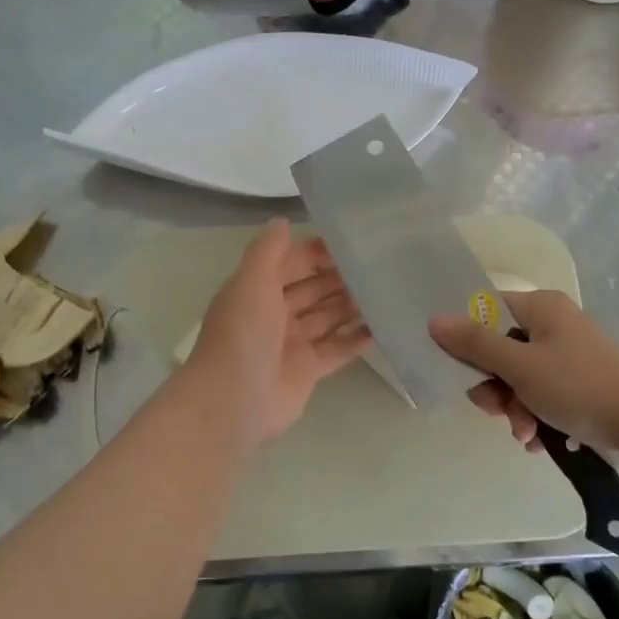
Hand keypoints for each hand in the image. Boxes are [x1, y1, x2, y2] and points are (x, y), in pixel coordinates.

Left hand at [185, 219, 369, 447]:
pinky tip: (381, 327)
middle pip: (311, 290)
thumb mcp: (251, 279)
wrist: (234, 398)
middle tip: (376, 266)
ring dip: (350, 306)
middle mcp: (274, 314)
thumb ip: (268, 249)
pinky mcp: (308, 371)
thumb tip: (282, 220)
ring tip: (383, 291)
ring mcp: (291, 344)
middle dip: (338, 278)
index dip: (316, 253)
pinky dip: (356, 340)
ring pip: (326, 318)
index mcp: (256, 290)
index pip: (290, 264)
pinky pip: (337, 350)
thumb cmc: (243, 332)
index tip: (351, 243)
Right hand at [429, 290, 618, 453]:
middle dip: (494, 386)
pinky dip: (534, 417)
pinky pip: (540, 396)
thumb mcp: (519, 366)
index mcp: (542, 307)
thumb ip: (474, 343)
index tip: (457, 367)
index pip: (488, 310)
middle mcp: (554, 326)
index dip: (467, 337)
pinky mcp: (578, 386)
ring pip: (518, 378)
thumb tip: (434, 320)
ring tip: (524, 432)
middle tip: (495, 409)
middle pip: (500, 349)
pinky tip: (537, 440)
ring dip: (513, 408)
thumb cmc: (578, 387)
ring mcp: (568, 357)